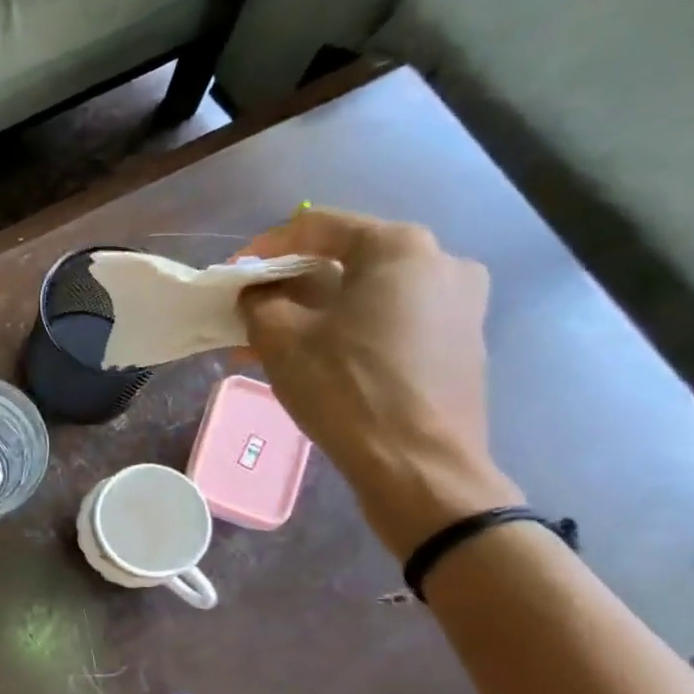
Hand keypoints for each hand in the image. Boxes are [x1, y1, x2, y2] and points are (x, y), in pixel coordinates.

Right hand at [238, 208, 521, 556]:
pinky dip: (348, 330)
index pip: (316, 227)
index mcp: (399, 247)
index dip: (264, 248)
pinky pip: (391, 320)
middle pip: (344, 260)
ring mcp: (460, 303)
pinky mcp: (462, 341)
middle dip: (289, 287)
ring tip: (273, 345)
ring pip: (366, 294)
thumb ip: (258, 300)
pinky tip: (316, 360)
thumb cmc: (347, 389)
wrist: (420, 467)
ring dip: (314, 312)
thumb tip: (256, 292)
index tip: (232, 277)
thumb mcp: (281, 339)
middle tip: (250, 314)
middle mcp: (440, 262)